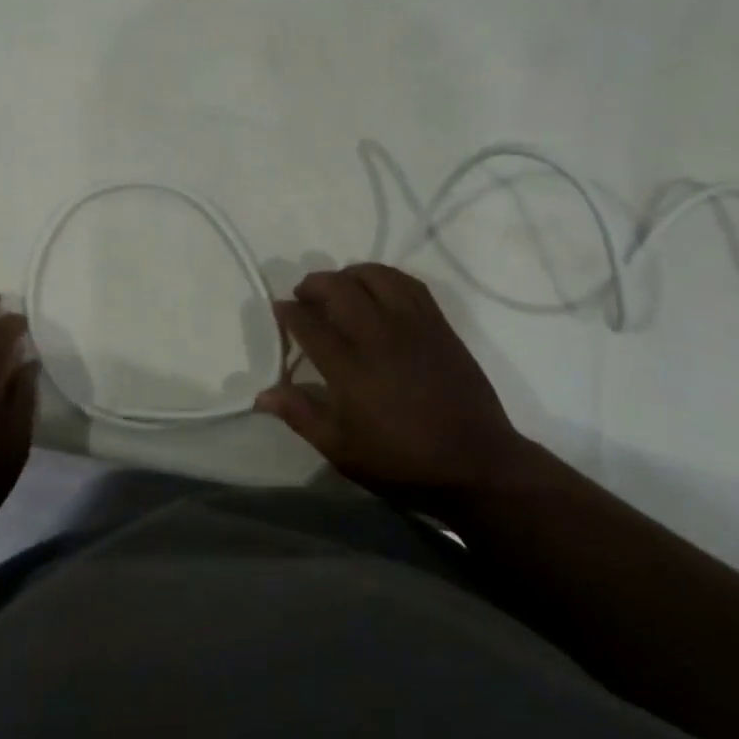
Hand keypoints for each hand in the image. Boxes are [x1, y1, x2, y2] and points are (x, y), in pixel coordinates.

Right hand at [257, 264, 529, 502]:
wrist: (476, 464)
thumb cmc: (402, 462)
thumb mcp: (342, 450)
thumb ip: (301, 415)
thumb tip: (262, 394)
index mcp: (350, 368)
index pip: (308, 323)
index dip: (288, 312)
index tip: (280, 310)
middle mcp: (378, 336)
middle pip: (338, 288)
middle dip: (313, 285)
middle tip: (304, 297)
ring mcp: (412, 325)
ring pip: (374, 276)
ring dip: (349, 275)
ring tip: (340, 289)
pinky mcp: (438, 324)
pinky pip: (408, 283)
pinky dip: (385, 278)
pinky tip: (378, 290)